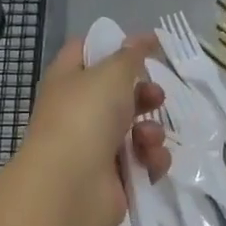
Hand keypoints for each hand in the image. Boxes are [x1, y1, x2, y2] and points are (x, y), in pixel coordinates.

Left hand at [12, 34, 169, 225]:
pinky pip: (144, 162)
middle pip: (119, 95)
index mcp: (69, 81)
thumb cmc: (85, 118)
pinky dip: (152, 160)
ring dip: (152, 131)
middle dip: (144, 94)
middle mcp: (80, 113)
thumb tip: (144, 38)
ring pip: (137, 130)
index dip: (115, 46)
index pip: (86, 52)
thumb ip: (131, 55)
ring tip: (147, 138)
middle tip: (157, 96)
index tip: (147, 46)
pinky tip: (150, 162)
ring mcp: (97, 148)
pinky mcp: (116, 179)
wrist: (70, 187)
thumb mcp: (110, 73)